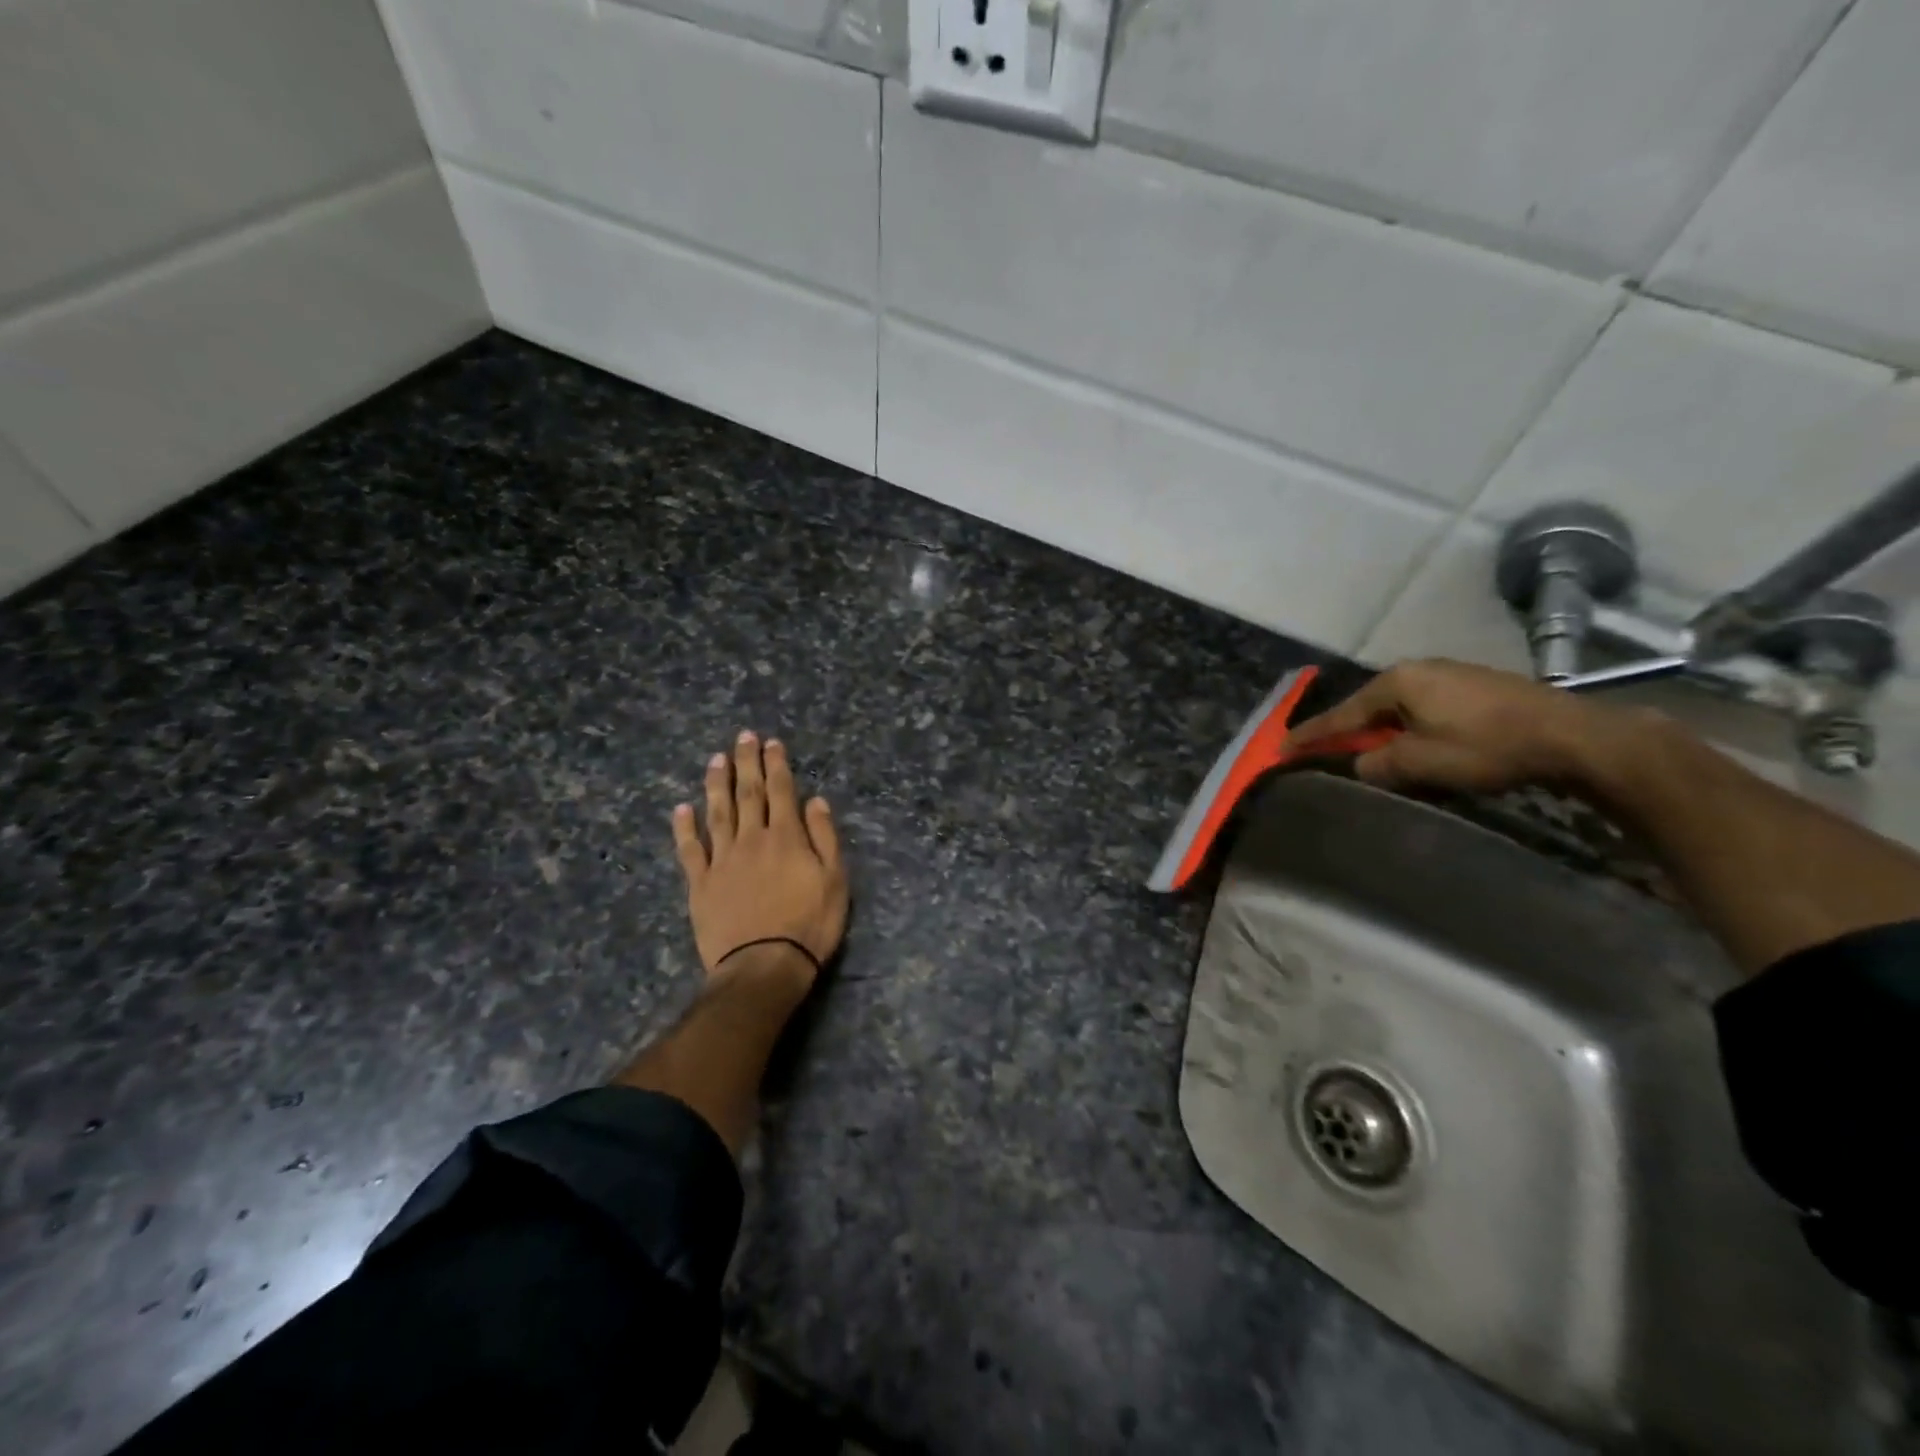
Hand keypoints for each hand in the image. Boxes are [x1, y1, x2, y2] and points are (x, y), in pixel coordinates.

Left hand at [671, 731, 847, 984]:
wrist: (763, 965)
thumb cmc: (809, 925)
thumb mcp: (835, 881)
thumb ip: (825, 838)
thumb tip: (815, 801)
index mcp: (786, 837)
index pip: (781, 791)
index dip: (777, 765)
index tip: (772, 742)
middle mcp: (752, 839)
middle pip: (748, 793)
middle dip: (746, 763)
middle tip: (743, 737)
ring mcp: (722, 860)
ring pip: (718, 813)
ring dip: (717, 784)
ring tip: (714, 760)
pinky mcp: (701, 884)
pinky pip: (690, 850)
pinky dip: (685, 828)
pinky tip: (682, 809)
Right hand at [1287, 658, 1650, 794]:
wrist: (1574, 736)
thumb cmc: (1487, 746)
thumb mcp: (1420, 763)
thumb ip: (1377, 763)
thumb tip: (1362, 763)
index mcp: (1397, 683)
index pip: (1341, 714)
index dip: (1310, 735)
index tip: (1280, 748)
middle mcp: (1418, 670)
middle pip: (1367, 706)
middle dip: (1346, 730)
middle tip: (1322, 751)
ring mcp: (1449, 675)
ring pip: (1397, 708)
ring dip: (1380, 731)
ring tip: (1368, 752)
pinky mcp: (1474, 687)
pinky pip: (1422, 708)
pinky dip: (1408, 727)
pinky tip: (1414, 743)